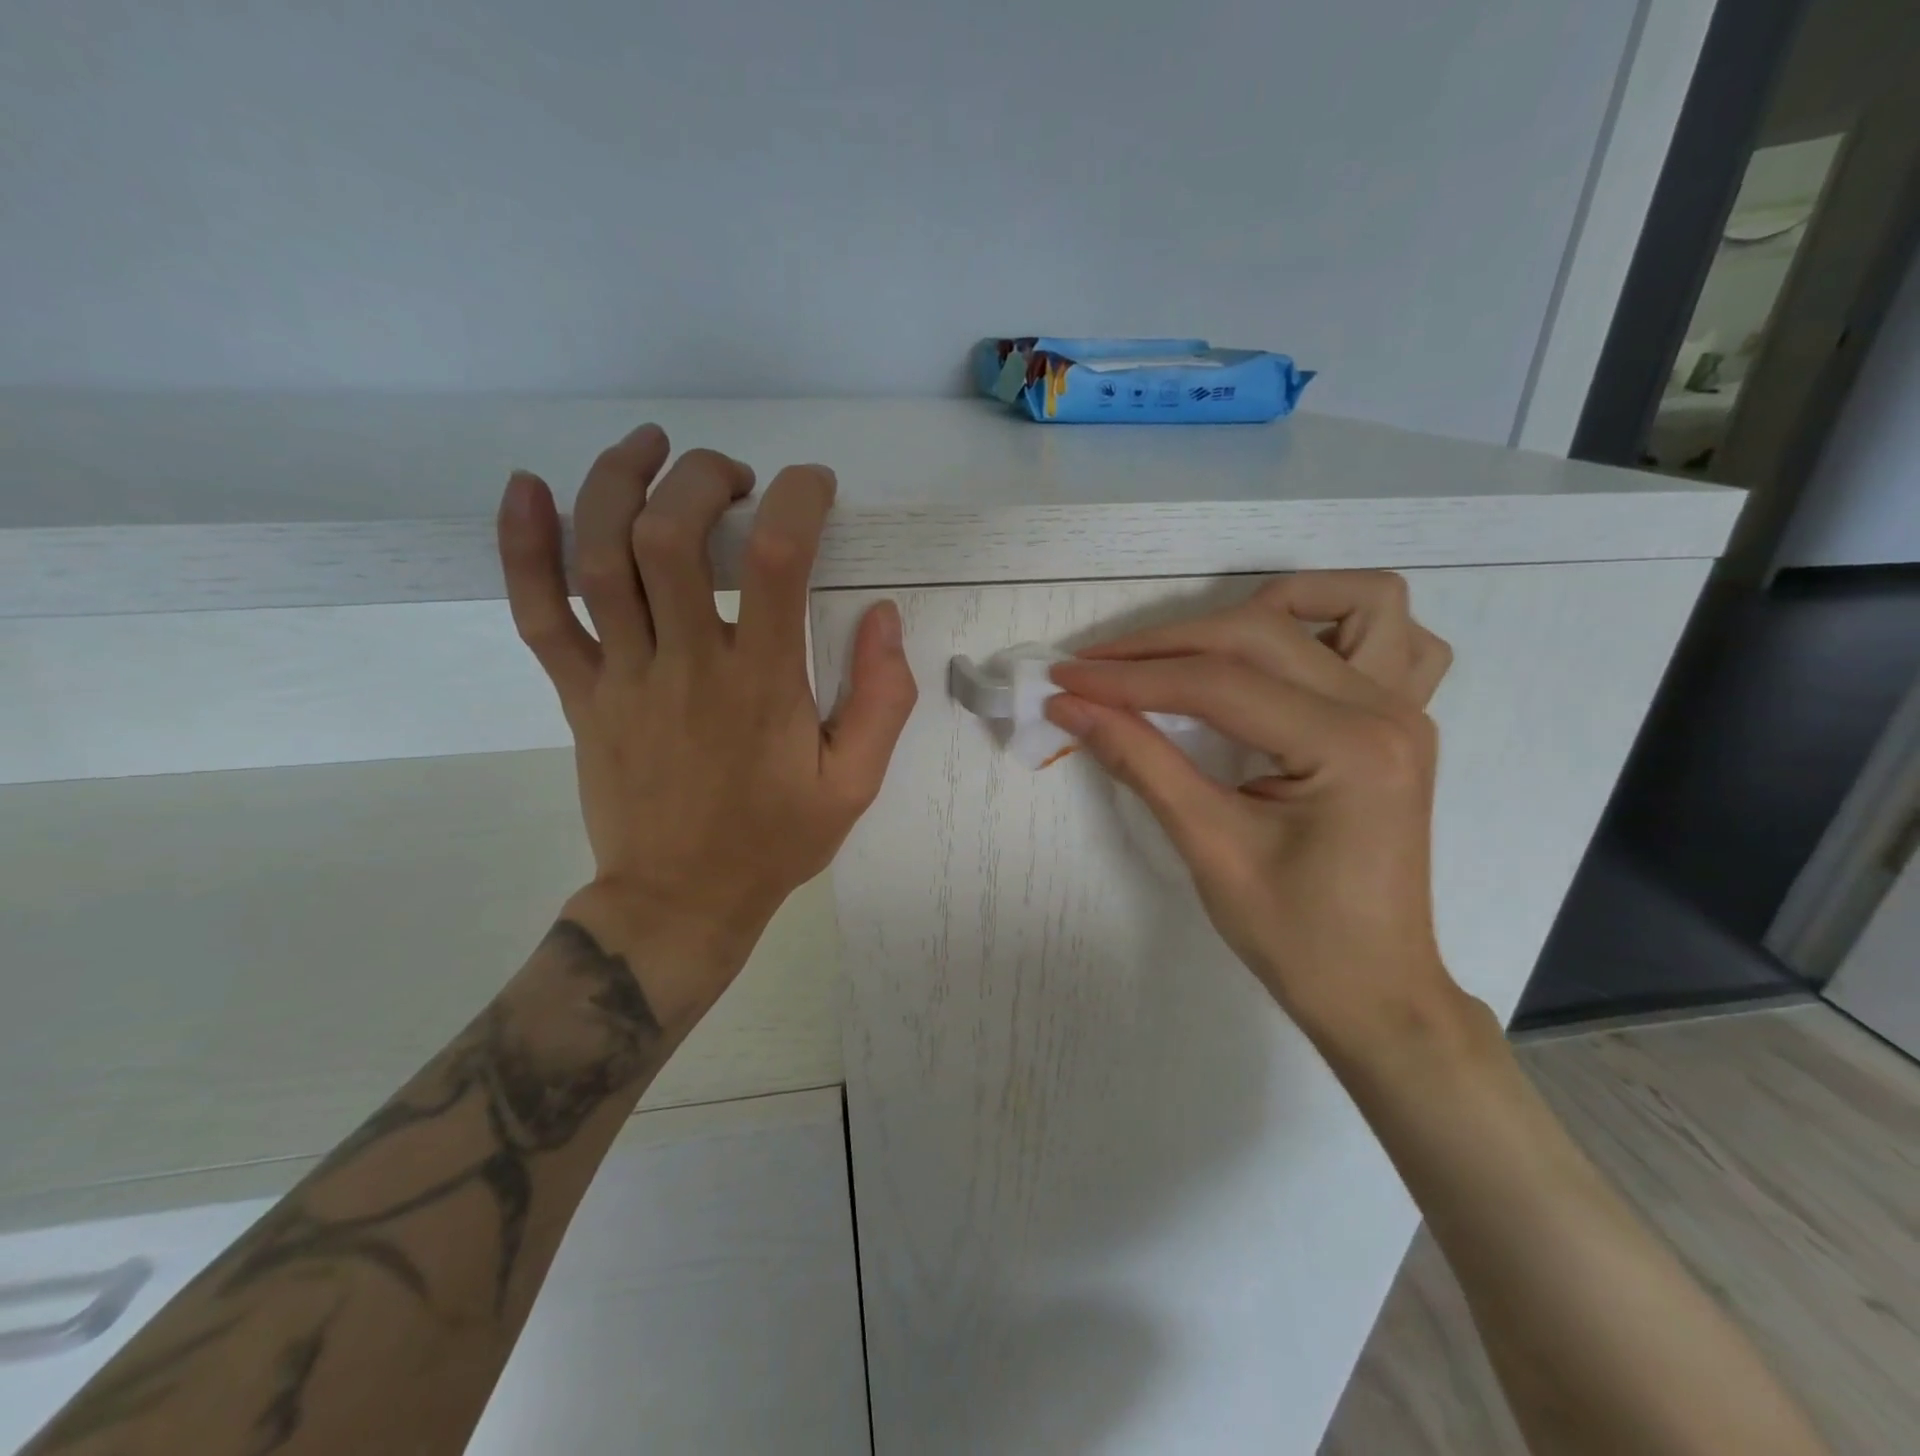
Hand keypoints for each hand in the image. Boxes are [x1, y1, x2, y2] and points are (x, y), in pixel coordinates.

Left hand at [496, 425, 916, 1028]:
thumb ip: (881, 699)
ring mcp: (622, 677)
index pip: (779, 561)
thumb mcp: (854, 784)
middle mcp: (687, 665)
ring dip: (618, 482)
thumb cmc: (774, 842)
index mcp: (763, 685)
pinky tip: (527, 487)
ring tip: (651, 445)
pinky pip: (538, 613)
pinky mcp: (579, 694)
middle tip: (735, 478)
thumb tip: (883, 615)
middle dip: (703, 478)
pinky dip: (522, 546)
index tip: (814, 485)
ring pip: (599, 558)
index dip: (798, 500)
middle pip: (671, 536)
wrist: (678, 902)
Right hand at [1046, 572, 1455, 1047]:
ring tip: (1200, 646)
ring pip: (1353, 604)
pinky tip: (1285, 658)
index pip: (1217, 685)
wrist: (1373, 989)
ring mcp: (1405, 710)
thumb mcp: (1208, 847)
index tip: (1064, 678)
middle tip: (1096, 670)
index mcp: (1348, 747)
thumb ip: (1140, 761)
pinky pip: (1391, 640)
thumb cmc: (1294, 936)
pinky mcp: (1400, 722)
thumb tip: (1070, 706)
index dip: (1129, 679)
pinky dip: (1334, 627)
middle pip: (1260, 633)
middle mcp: (1388, 710)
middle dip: (1166, 645)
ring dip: (1269, 608)